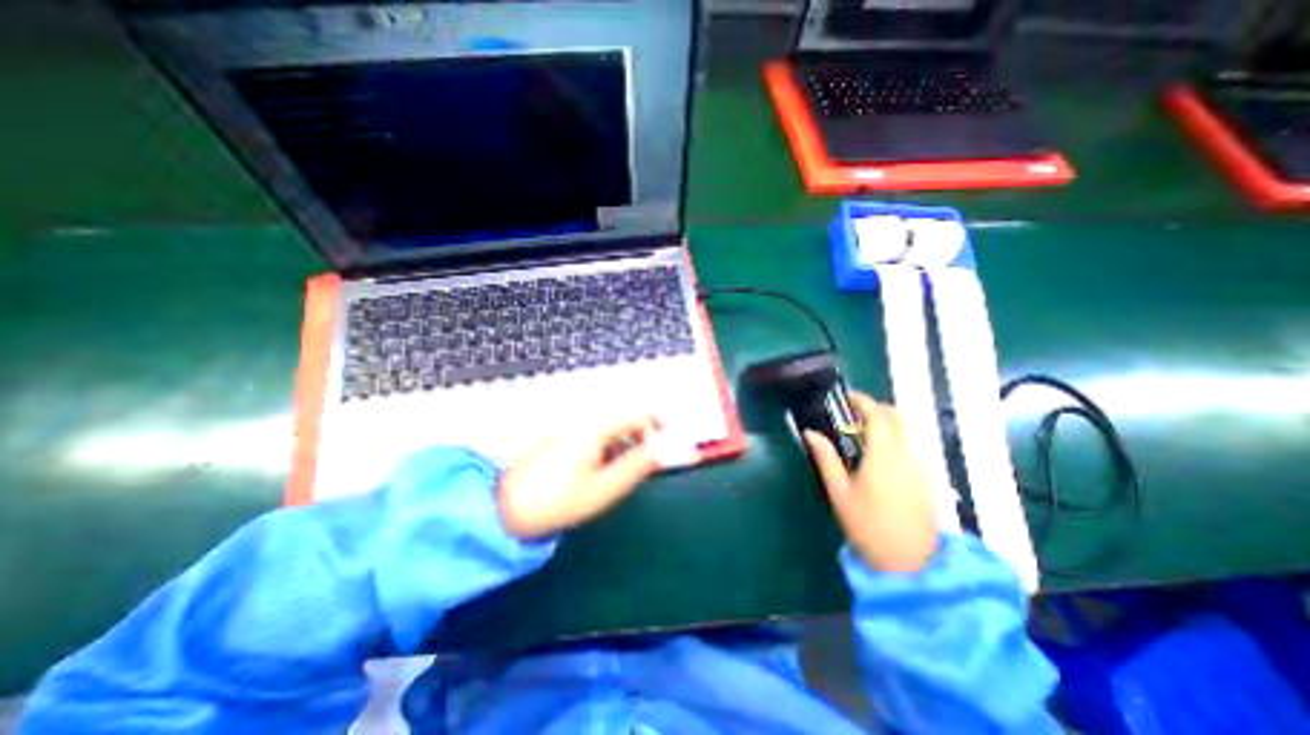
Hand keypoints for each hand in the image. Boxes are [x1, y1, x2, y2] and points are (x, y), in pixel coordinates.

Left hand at [498, 413, 659, 538]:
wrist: (506, 507)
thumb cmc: (558, 500)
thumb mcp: (604, 488)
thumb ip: (637, 466)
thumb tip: (662, 450)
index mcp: (594, 426)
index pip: (637, 415)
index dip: (655, 431)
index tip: (661, 453)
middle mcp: (584, 418)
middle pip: (625, 414)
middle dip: (643, 433)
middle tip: (649, 460)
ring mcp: (572, 424)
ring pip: (612, 422)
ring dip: (627, 439)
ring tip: (627, 467)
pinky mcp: (564, 434)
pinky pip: (597, 430)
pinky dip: (610, 443)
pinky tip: (605, 465)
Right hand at [804, 390, 935, 574]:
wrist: (908, 562)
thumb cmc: (867, 525)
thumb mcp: (839, 492)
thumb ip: (826, 458)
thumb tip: (810, 432)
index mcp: (883, 457)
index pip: (877, 417)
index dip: (863, 402)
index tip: (848, 397)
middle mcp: (907, 456)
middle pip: (900, 417)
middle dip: (879, 407)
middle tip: (857, 410)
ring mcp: (921, 467)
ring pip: (911, 430)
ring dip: (891, 419)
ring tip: (868, 427)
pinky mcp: (927, 478)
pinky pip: (915, 443)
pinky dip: (900, 434)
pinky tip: (883, 448)